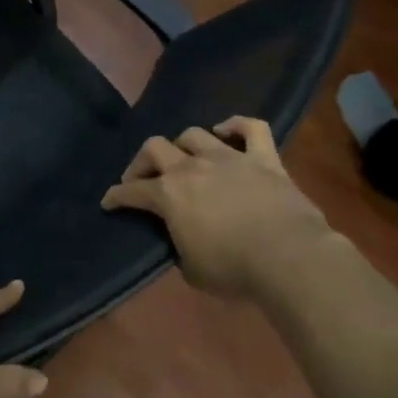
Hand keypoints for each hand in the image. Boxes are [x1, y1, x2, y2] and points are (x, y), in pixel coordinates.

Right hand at [101, 118, 336, 303]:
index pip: (131, 192)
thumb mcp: (192, 270)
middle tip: (143, 179)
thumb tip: (183, 242)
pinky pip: (251, 128)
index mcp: (168, 195)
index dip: (116, 197)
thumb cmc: (234, 269)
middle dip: (142, 162)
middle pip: (155, 148)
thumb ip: (180, 248)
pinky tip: (226, 132)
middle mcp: (192, 167)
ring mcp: (228, 158)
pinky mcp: (264, 159)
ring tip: (185, 159)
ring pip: (194, 134)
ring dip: (183, 145)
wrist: (289, 257)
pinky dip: (236, 126)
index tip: (108, 202)